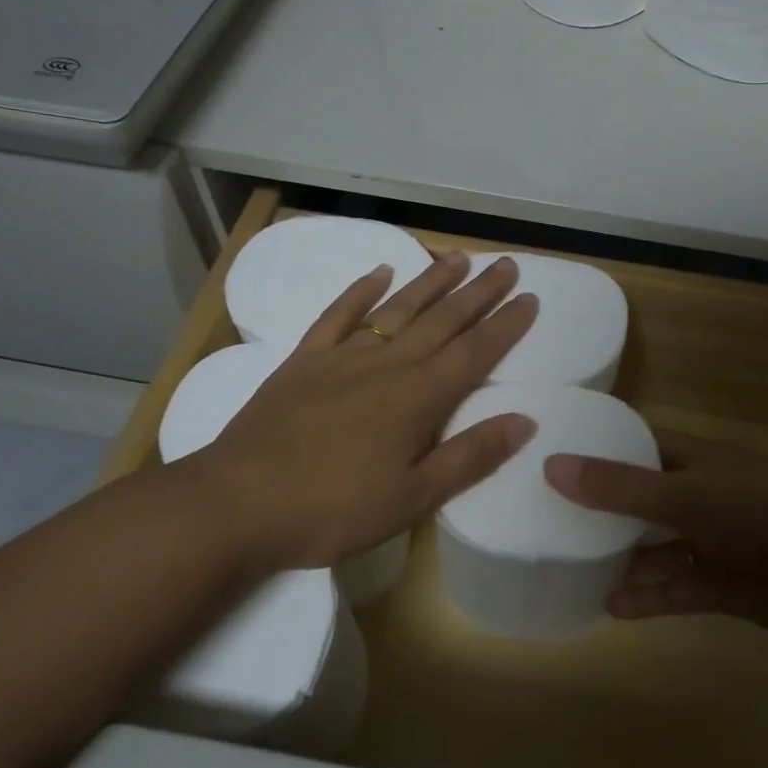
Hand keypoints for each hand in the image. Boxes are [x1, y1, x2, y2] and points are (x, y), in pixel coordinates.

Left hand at [183, 251, 539, 571]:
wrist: (237, 503)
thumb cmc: (332, 509)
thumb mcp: (412, 498)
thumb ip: (470, 456)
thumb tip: (524, 421)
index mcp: (418, 398)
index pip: (474, 352)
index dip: (505, 325)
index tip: (530, 298)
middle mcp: (386, 365)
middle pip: (443, 320)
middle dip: (479, 292)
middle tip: (506, 265)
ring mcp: (343, 357)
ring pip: (397, 308)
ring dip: (431, 282)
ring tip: (458, 258)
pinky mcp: (304, 360)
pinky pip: (338, 315)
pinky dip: (360, 290)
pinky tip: (379, 272)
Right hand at [545, 431, 767, 636]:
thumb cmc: (759, 510)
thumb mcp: (684, 493)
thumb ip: (619, 486)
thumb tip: (552, 466)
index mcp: (687, 458)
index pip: (631, 446)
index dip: (593, 450)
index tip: (546, 459)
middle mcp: (692, 494)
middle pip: (634, 499)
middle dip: (596, 510)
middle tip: (542, 521)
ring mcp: (705, 540)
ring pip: (650, 548)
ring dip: (617, 559)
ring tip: (567, 568)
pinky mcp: (716, 583)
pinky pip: (671, 589)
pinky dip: (645, 597)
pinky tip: (608, 606)